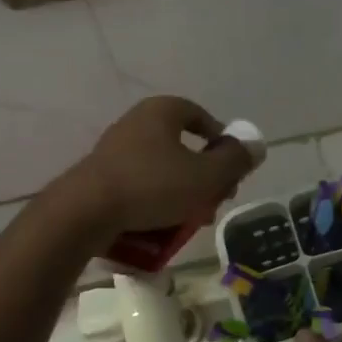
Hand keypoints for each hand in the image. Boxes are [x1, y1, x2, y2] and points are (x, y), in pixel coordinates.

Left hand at [54, 96, 256, 238]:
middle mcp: (135, 123)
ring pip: (160, 171)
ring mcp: (113, 151)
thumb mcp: (206, 177)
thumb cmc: (152, 186)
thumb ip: (235, 161)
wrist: (84, 213)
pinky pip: (137, 188)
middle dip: (202, 177)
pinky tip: (160, 230)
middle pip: (180, 147)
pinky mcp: (98, 178)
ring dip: (180, 195)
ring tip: (189, 224)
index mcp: (161, 112)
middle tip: (214, 202)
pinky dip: (153, 204)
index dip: (220, 140)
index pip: (199, 115)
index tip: (231, 168)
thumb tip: (256, 147)